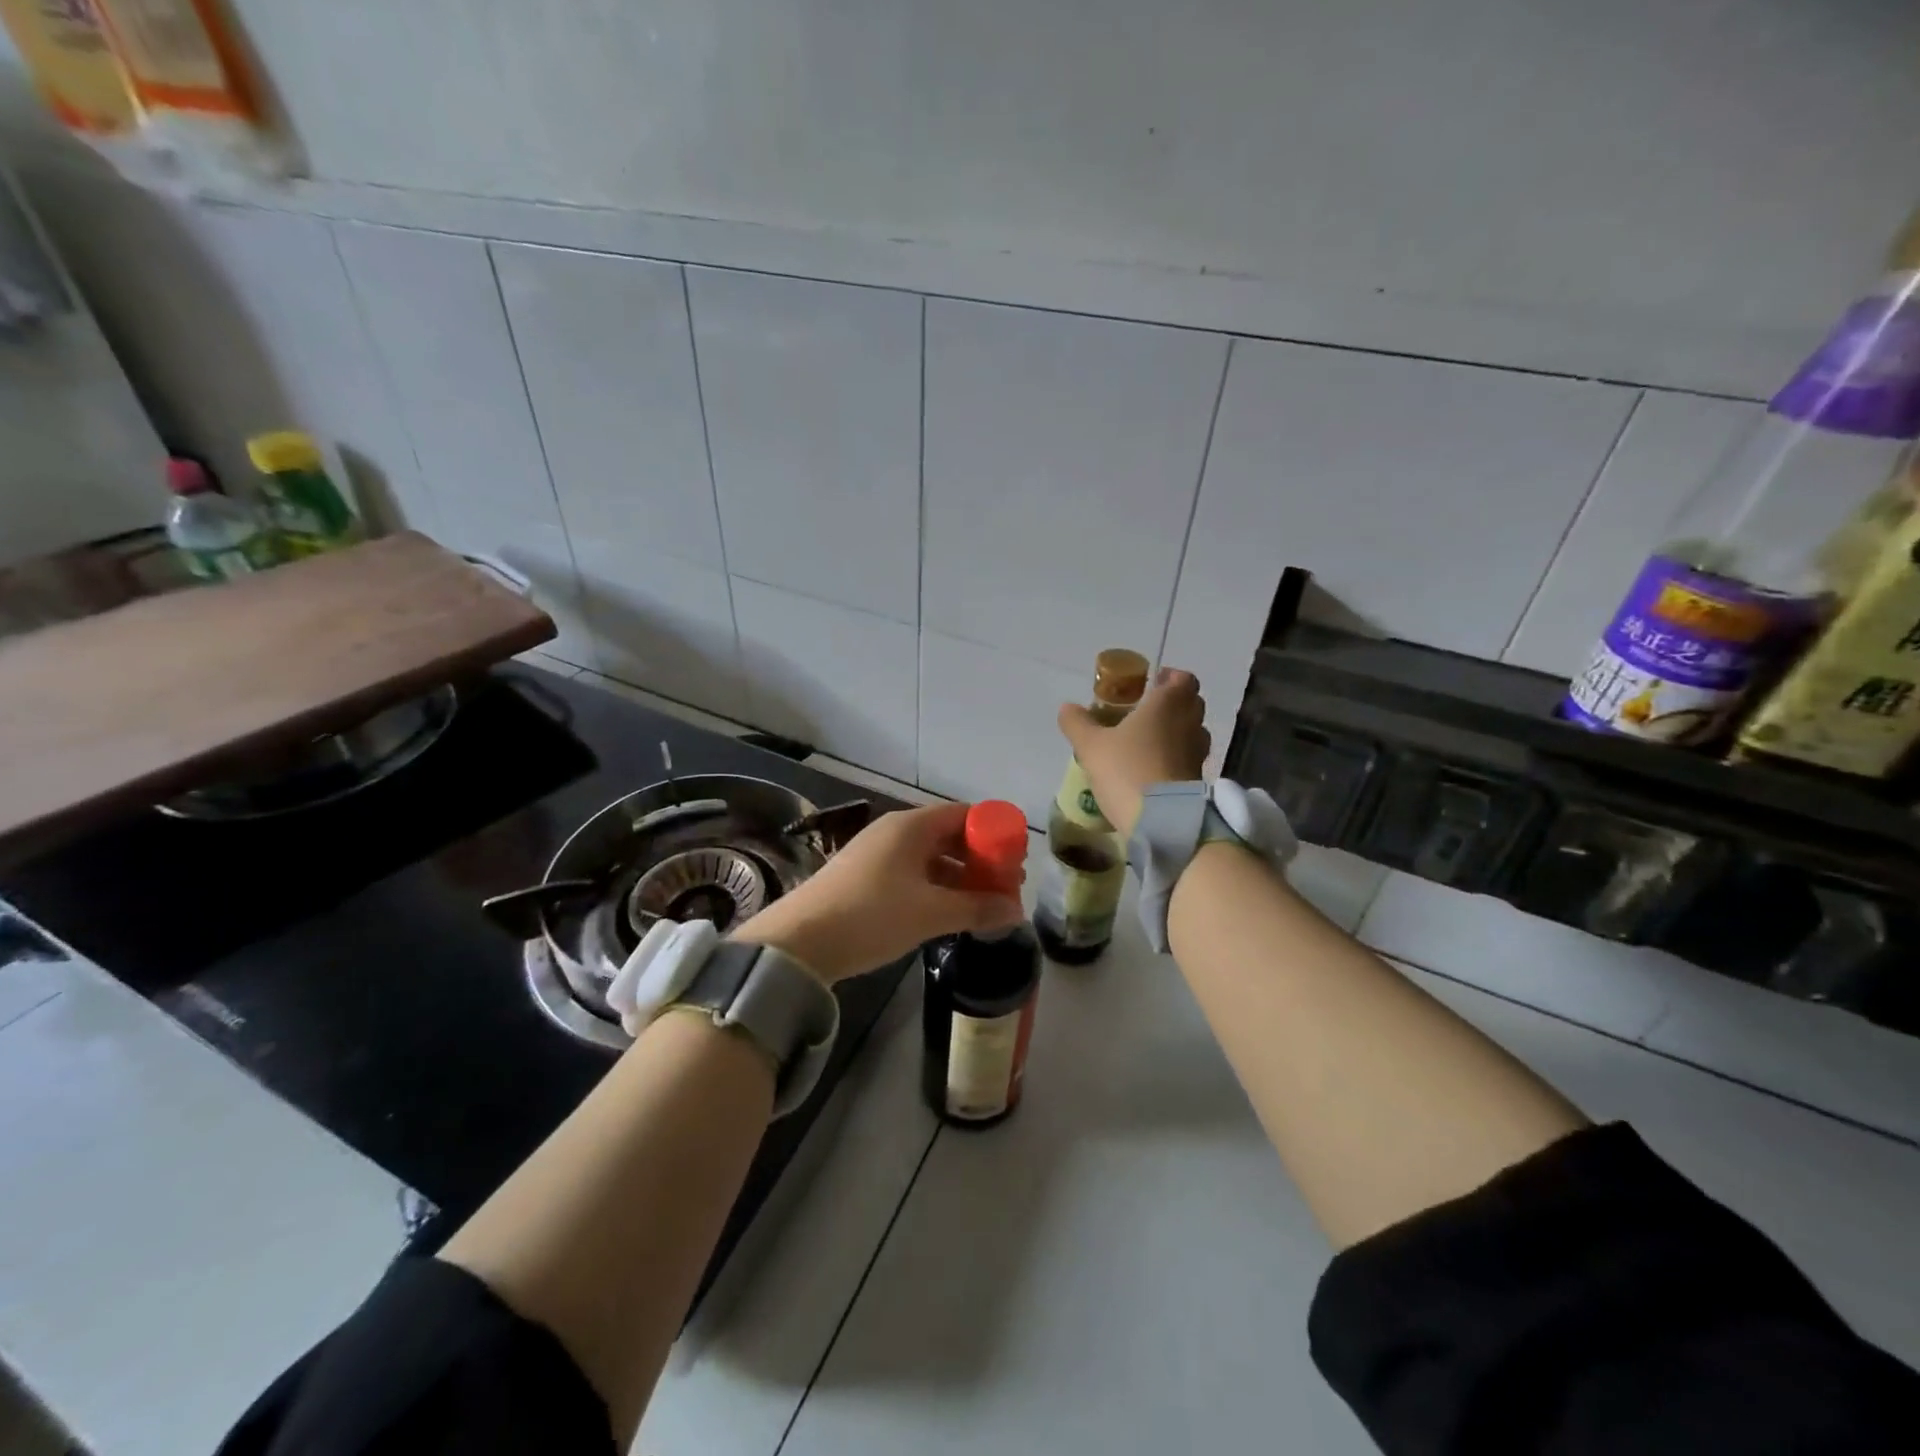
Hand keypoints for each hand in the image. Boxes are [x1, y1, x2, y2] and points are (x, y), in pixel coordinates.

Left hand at [732, 802, 1025, 982]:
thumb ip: (977, 908)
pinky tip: (947, 912)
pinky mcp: (864, 877)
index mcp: (911, 826)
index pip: (964, 815)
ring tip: (983, 905)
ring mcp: (876, 854)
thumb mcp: (930, 913)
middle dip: (980, 860)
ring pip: (930, 858)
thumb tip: (1015, 910)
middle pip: (948, 835)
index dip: (994, 834)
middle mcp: (894, 832)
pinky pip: (911, 873)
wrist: (798, 943)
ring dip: (959, 877)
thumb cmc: (871, 916)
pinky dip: (935, 888)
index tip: (1016, 860)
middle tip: (1005, 887)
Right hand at [1058, 667, 1209, 835]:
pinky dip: (1176, 757)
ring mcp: (1198, 752)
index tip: (1149, 685)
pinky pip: (1189, 757)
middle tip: (1144, 712)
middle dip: (1171, 703)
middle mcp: (1189, 722)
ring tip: (1147, 741)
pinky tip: (1153, 768)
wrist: (1160, 820)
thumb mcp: (1091, 746)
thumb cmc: (1126, 769)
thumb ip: (1078, 723)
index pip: (1183, 679)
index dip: (1170, 678)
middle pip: (1191, 703)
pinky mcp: (1198, 779)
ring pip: (1192, 731)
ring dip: (1175, 731)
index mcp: (1167, 704)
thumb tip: (1067, 707)